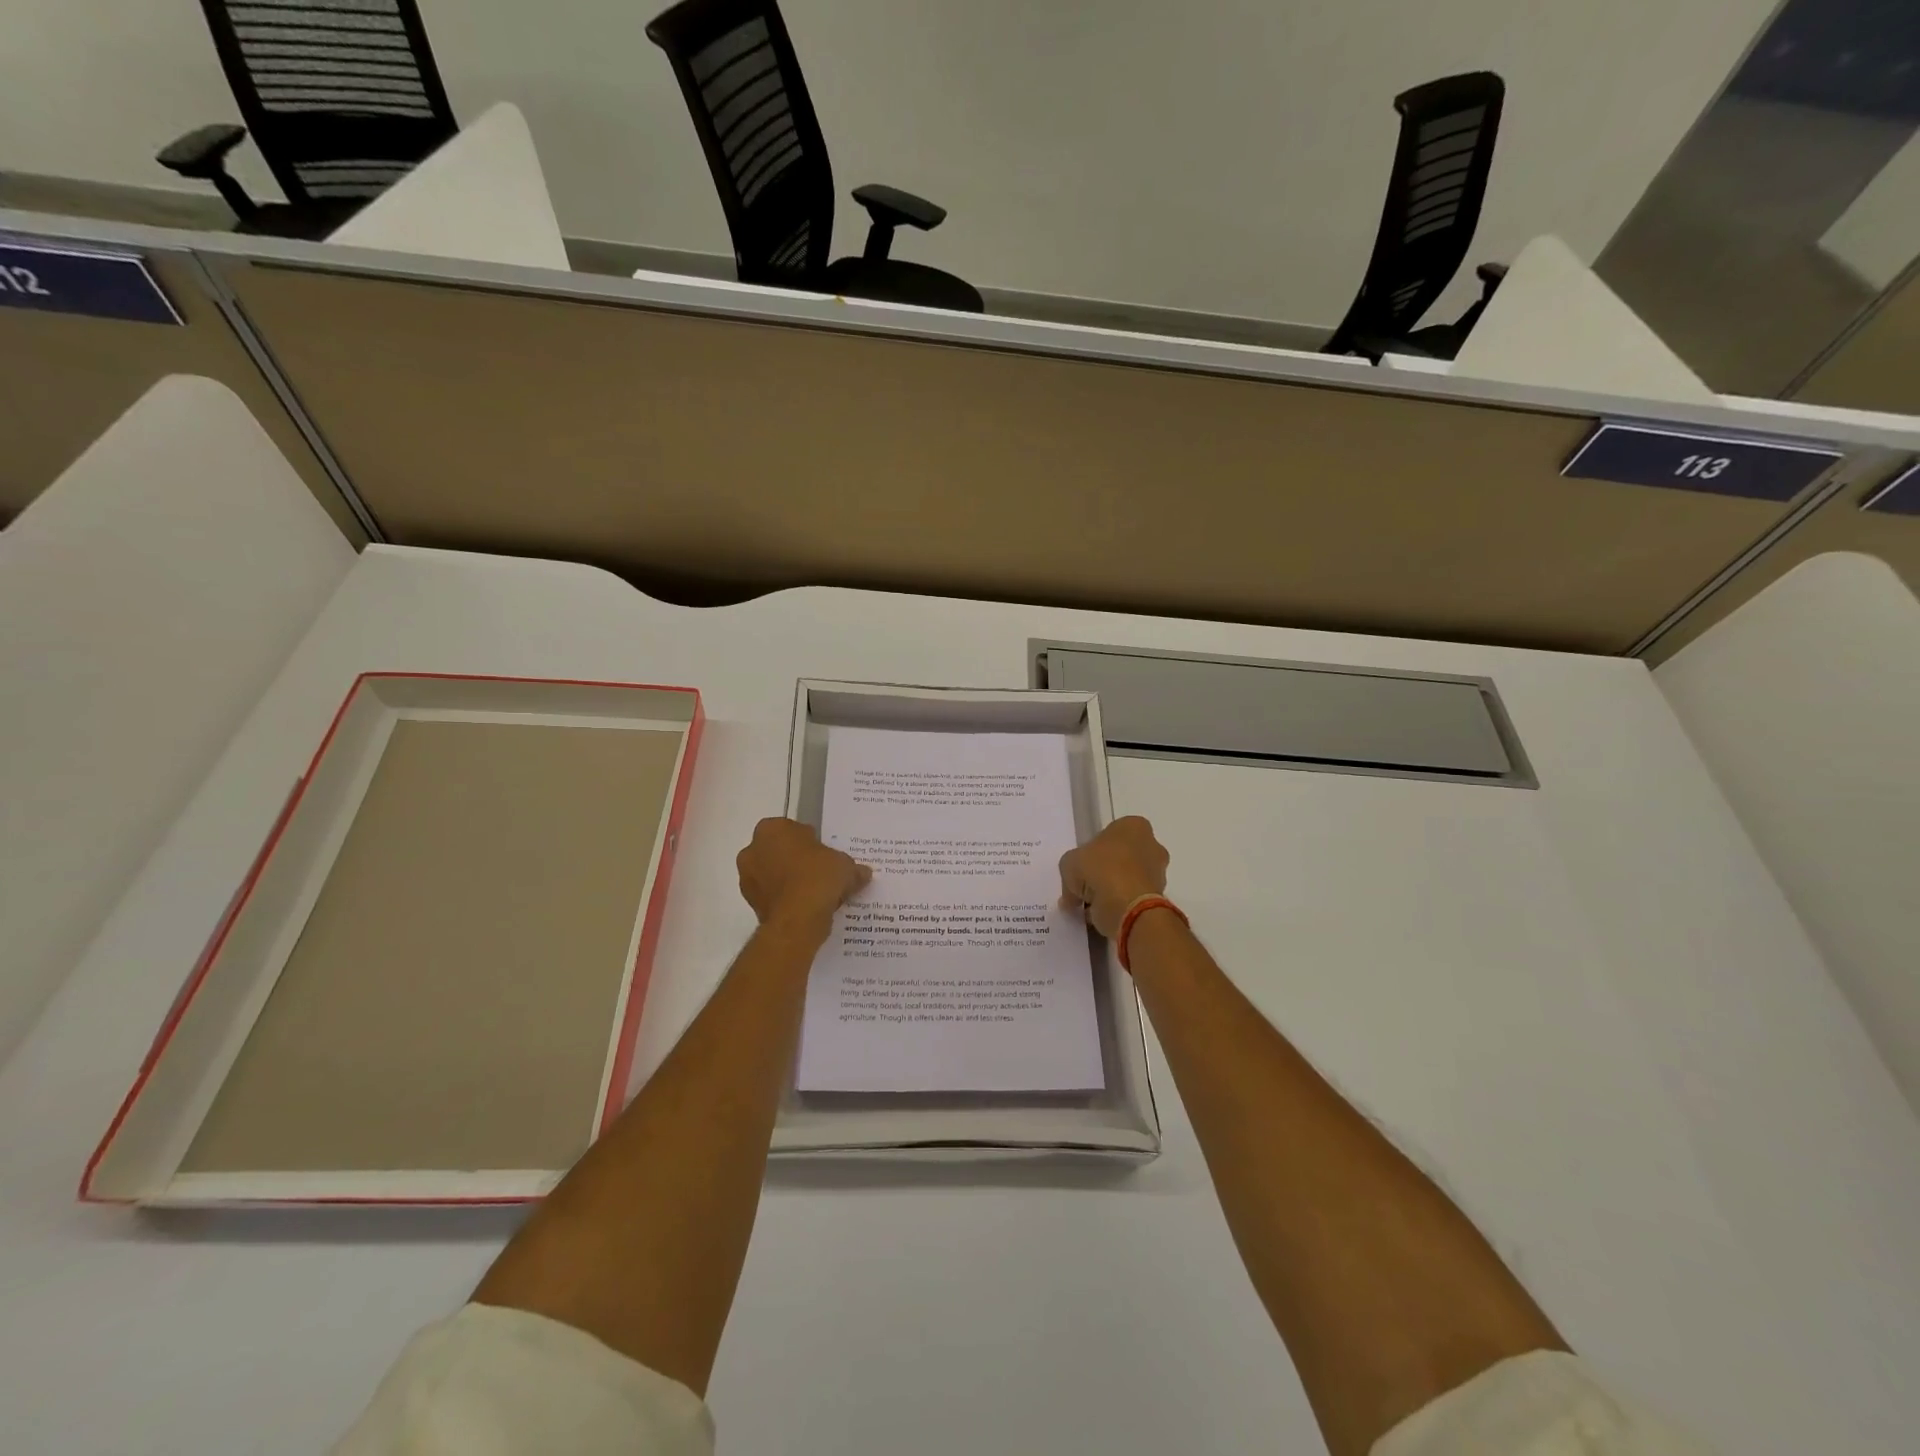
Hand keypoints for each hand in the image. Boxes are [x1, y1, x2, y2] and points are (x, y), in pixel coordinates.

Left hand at [736, 818, 869, 940]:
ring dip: (788, 881)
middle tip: (820, 872)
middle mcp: (753, 849)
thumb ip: (852, 867)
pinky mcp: (750, 903)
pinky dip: (785, 899)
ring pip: (772, 874)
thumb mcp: (845, 866)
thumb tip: (863, 873)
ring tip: (815, 894)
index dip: (811, 841)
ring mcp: (747, 878)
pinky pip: (772, 896)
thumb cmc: (818, 878)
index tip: (824, 855)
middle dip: (796, 860)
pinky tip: (806, 908)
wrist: (798, 919)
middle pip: (779, 851)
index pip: (793, 829)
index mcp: (772, 829)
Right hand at [1058, 816, 1169, 939]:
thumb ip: (1071, 873)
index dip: (1093, 851)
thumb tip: (1073, 894)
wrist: (1129, 907)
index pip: (1110, 834)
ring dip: (1113, 891)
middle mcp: (1152, 845)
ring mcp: (1159, 872)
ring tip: (1093, 906)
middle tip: (1086, 888)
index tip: (1083, 867)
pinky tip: (1105, 915)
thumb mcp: (1070, 864)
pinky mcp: (1160, 898)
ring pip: (1129, 879)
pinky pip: (1134, 899)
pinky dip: (1121, 907)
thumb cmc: (1101, 870)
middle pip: (1122, 857)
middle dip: (1105, 872)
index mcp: (1133, 826)